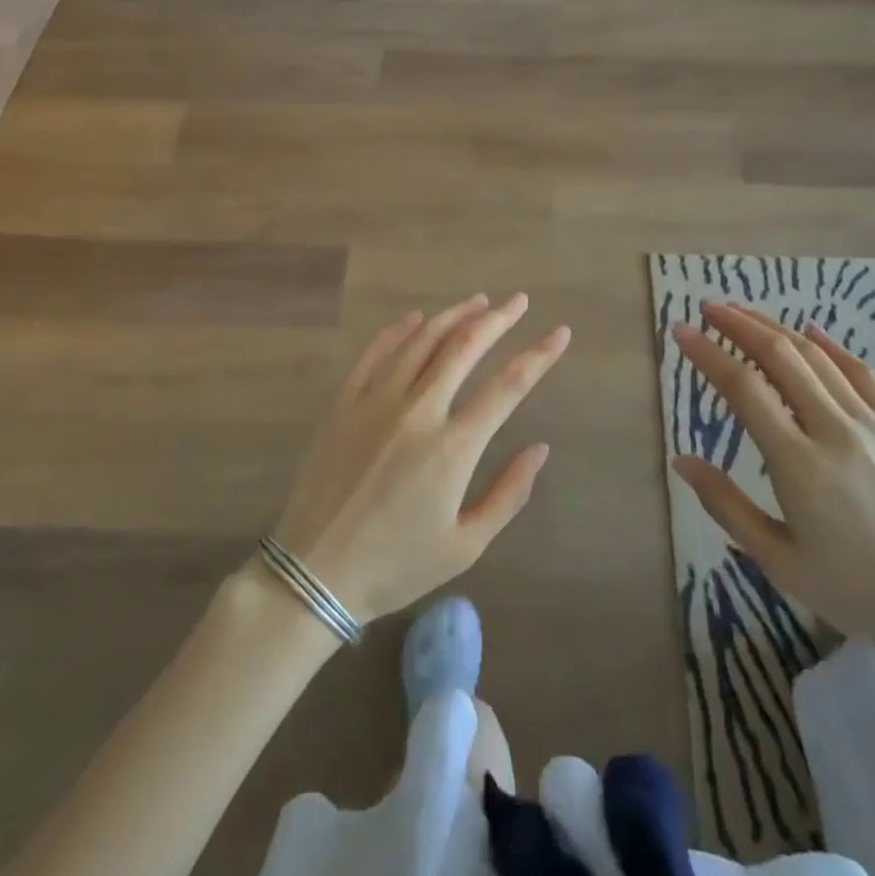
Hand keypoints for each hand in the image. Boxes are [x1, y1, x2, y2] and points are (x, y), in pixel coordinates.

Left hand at [272, 293, 570, 624]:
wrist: (314, 574)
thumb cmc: (396, 565)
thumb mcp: (466, 545)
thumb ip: (509, 494)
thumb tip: (541, 449)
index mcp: (453, 447)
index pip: (508, 386)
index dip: (539, 355)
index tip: (560, 333)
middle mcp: (417, 411)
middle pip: (464, 347)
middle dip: (497, 319)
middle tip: (518, 301)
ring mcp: (375, 401)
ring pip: (421, 341)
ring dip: (453, 316)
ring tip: (477, 301)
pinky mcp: (343, 403)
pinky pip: (374, 353)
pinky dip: (398, 330)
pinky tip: (415, 318)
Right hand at [672, 304, 874, 671]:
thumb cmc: (855, 594)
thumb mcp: (778, 560)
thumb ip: (726, 505)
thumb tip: (681, 459)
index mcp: (800, 465)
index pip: (744, 388)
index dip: (708, 354)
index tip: (682, 331)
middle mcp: (836, 431)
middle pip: (781, 357)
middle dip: (739, 325)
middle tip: (708, 308)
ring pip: (818, 358)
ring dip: (776, 329)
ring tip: (744, 314)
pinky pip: (863, 374)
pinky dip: (831, 346)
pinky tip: (811, 331)